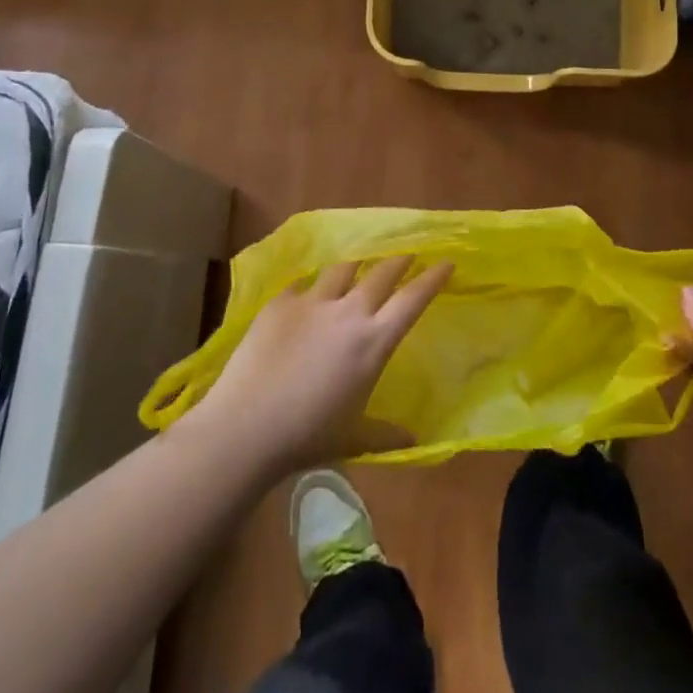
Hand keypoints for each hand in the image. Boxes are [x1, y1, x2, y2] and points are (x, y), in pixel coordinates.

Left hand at [181, 256, 451, 477]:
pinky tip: (309, 288)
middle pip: (382, 272)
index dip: (432, 278)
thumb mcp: (353, 438)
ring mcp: (312, 302)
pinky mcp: (280, 302)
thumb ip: (386, 434)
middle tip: (408, 252)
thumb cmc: (307, 437)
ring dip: (357, 263)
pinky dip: (312, 284)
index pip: (412, 300)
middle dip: (399, 259)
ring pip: (343, 268)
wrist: (246, 427)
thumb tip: (415, 440)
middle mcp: (348, 312)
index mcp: (373, 342)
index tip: (446, 261)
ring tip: (359, 262)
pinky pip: (303, 283)